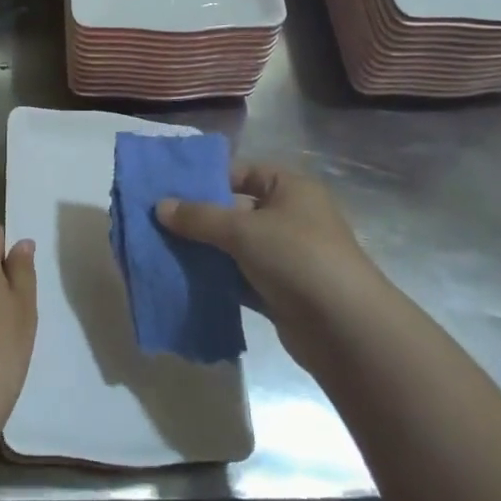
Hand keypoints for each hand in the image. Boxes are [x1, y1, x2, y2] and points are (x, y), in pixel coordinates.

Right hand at [156, 163, 389, 363]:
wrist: (345, 328)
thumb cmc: (297, 258)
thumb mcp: (243, 229)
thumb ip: (199, 217)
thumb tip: (159, 206)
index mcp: (290, 189)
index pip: (242, 172)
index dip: (206, 178)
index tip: (168, 189)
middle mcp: (290, 217)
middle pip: (235, 210)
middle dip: (198, 218)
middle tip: (155, 221)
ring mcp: (285, 256)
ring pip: (235, 247)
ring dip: (204, 250)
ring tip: (160, 249)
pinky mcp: (279, 290)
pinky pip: (239, 277)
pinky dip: (216, 279)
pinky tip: (183, 280)